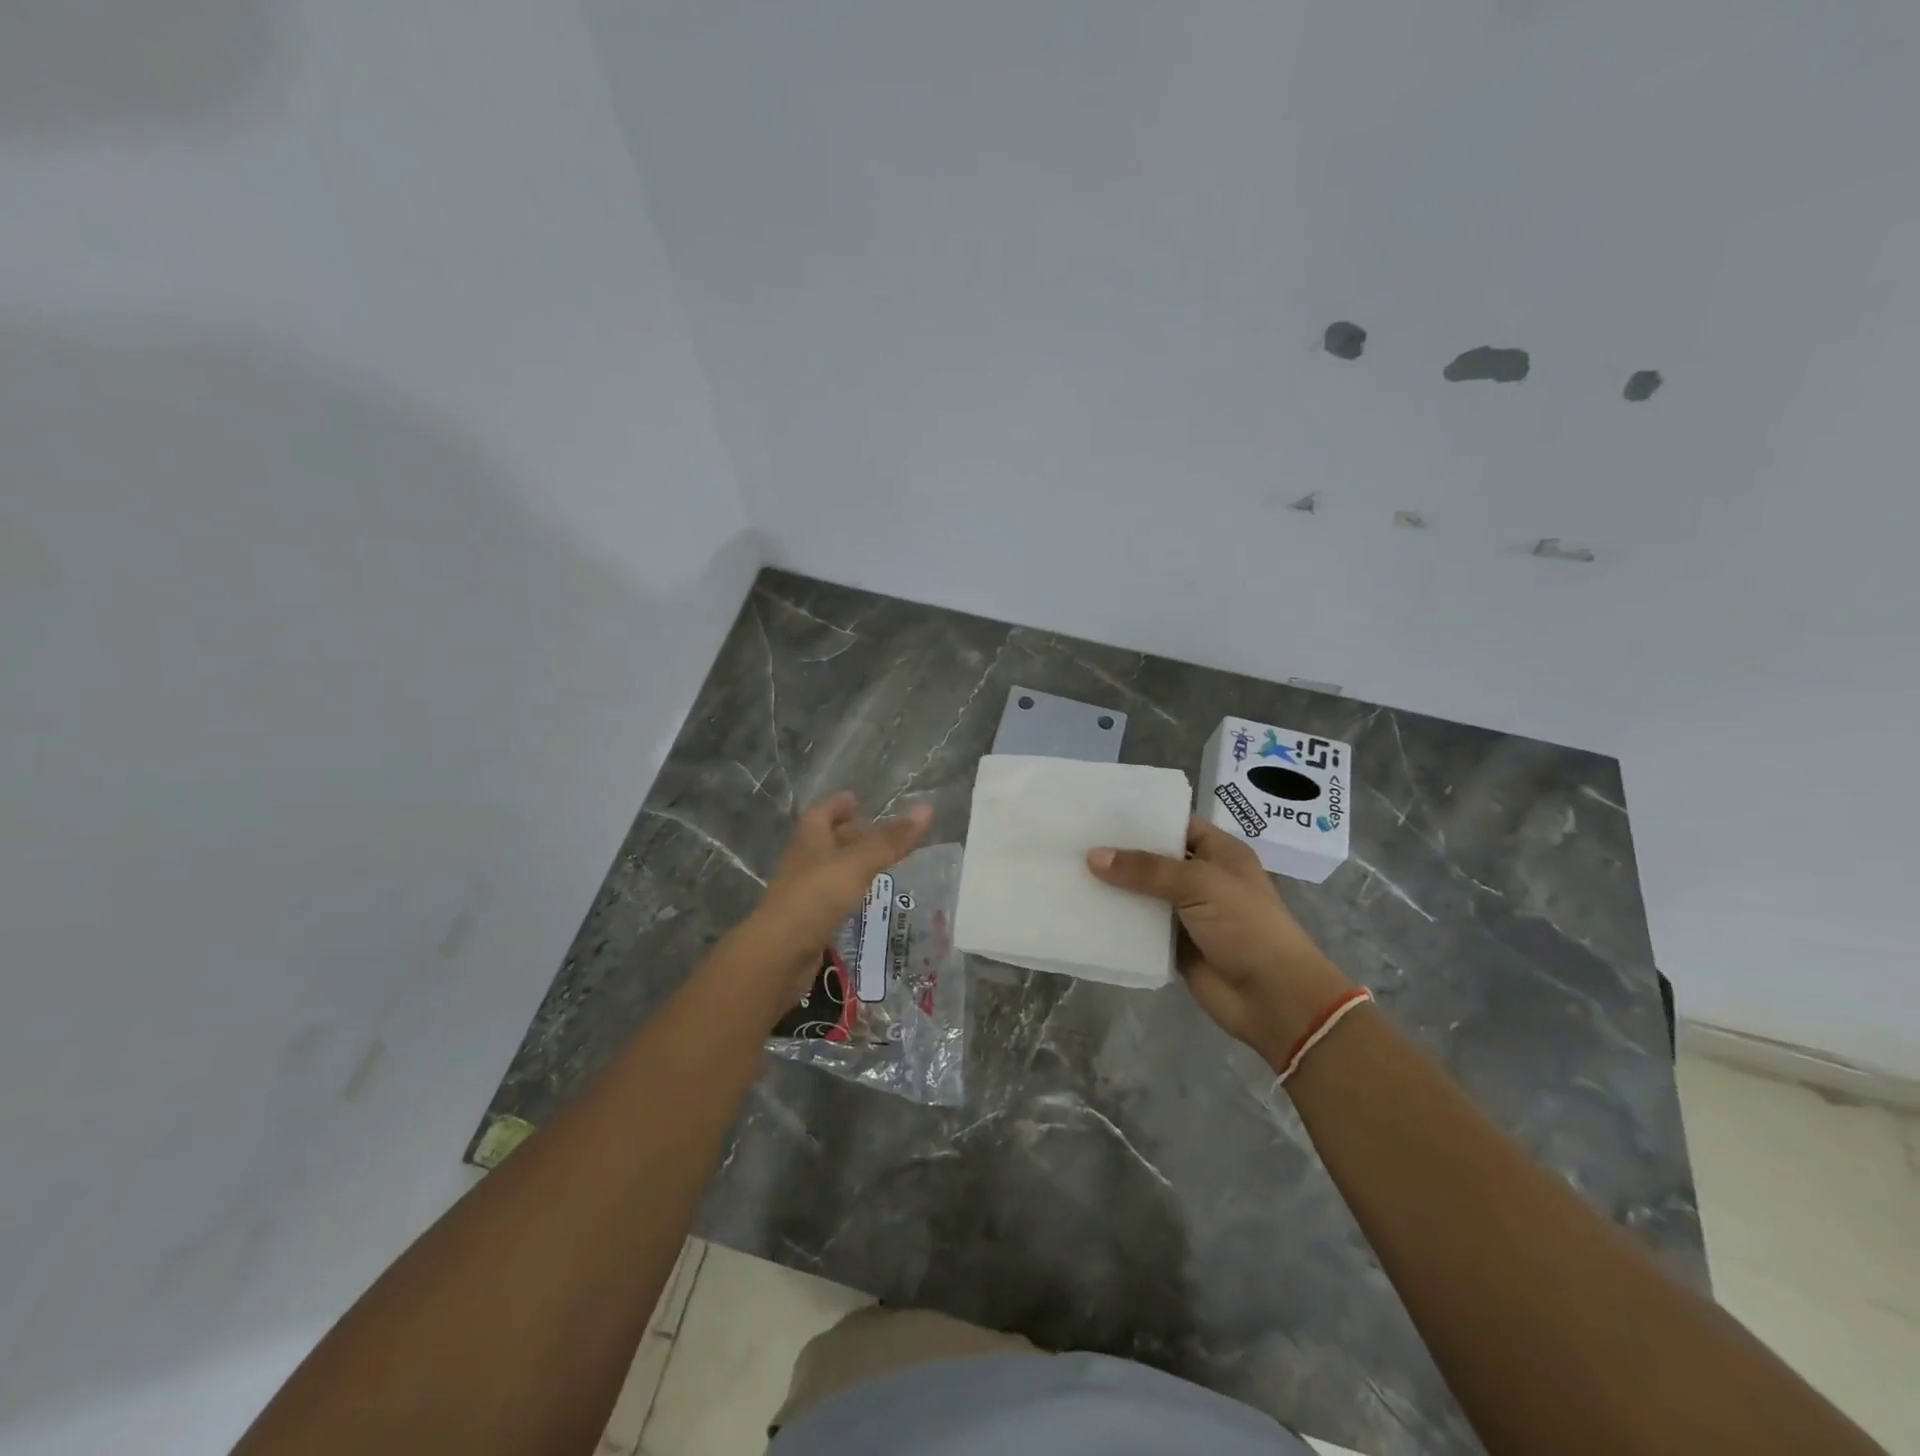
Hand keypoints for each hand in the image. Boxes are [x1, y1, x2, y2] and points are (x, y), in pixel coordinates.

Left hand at [728, 793, 931, 1017]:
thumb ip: (891, 840)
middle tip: (878, 832)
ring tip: (879, 863)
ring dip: (850, 863)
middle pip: (825, 839)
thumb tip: (927, 808)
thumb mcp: (858, 863)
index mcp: (809, 838)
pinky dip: (848, 891)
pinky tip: (864, 898)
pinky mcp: (808, 919)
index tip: (857, 799)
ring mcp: (803, 891)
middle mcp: (803, 860)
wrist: (779, 954)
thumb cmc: (816, 897)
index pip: (822, 811)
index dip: (838, 804)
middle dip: (848, 832)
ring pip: (829, 869)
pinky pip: (831, 896)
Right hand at [1087, 818, 1353, 1065]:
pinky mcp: (1173, 945)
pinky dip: (1117, 921)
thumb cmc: (1246, 927)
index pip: (1176, 824)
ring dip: (1114, 887)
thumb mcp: (1200, 884)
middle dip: (1120, 852)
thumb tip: (1093, 856)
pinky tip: (1082, 909)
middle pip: (1155, 859)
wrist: (1273, 998)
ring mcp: (1187, 913)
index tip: (1100, 812)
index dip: (1143, 818)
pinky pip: (1139, 927)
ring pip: (1143, 893)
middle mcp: (1202, 878)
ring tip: (1068, 869)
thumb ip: (1146, 869)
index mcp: (1220, 853)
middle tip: (1074, 838)